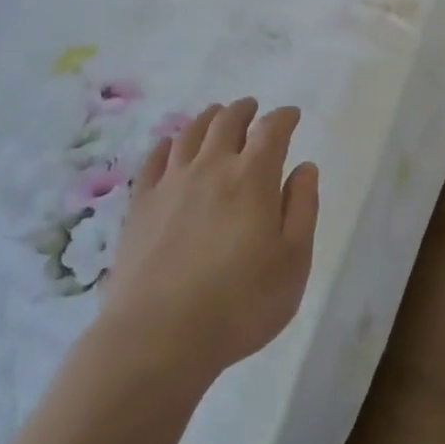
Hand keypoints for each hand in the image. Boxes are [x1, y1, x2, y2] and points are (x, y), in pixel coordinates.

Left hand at [97, 99, 319, 383]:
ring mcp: (171, 183)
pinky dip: (166, 144)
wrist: (158, 336)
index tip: (291, 114)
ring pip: (189, 134)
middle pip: (227, 122)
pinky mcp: (140, 204)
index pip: (271, 131)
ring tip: (215, 114)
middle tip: (252, 107)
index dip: (284, 117)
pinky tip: (169, 145)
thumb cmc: (240, 304)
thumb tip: (304, 167)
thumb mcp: (293, 262)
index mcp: (253, 178)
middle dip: (243, 109)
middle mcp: (211, 168)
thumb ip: (302, 209)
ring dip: (207, 118)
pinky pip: (153, 159)